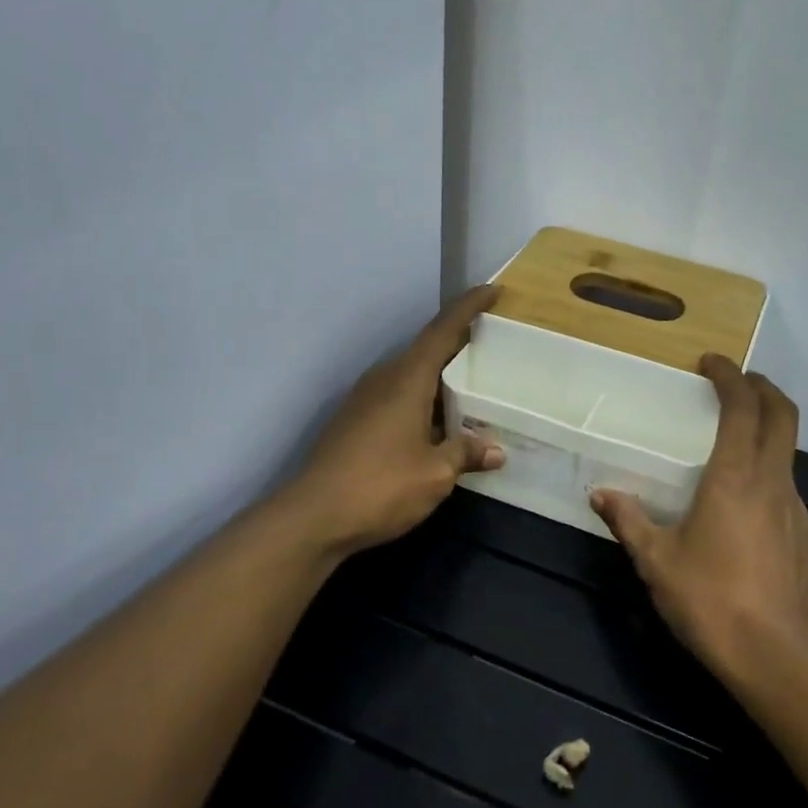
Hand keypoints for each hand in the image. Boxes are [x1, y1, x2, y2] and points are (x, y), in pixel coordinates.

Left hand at [283, 286, 504, 557]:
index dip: (469, 307)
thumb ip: (465, 454)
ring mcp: (364, 399)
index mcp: (407, 379)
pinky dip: (423, 399)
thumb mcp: (435, 474)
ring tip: (472, 389)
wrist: (312, 517)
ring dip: (441, 377)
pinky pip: (398, 396)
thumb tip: (495, 450)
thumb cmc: (380, 487)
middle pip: (427, 349)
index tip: (493, 290)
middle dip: (460, 345)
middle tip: (493, 348)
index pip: (443, 329)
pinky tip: (438, 424)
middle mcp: (384, 379)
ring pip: (411, 375)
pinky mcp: (354, 421)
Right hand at [590, 356, 807, 688]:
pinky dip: (768, 466)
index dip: (730, 376)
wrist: (776, 658)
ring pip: (788, 449)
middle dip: (762, 388)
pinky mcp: (804, 535)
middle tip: (736, 382)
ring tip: (734, 436)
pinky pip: (786, 483)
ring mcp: (795, 508)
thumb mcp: (657, 560)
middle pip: (783, 415)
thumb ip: (628, 521)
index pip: (743, 407)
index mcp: (736, 476)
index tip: (711, 362)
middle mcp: (773, 481)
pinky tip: (743, 495)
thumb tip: (600, 494)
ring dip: (767, 428)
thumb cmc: (710, 600)